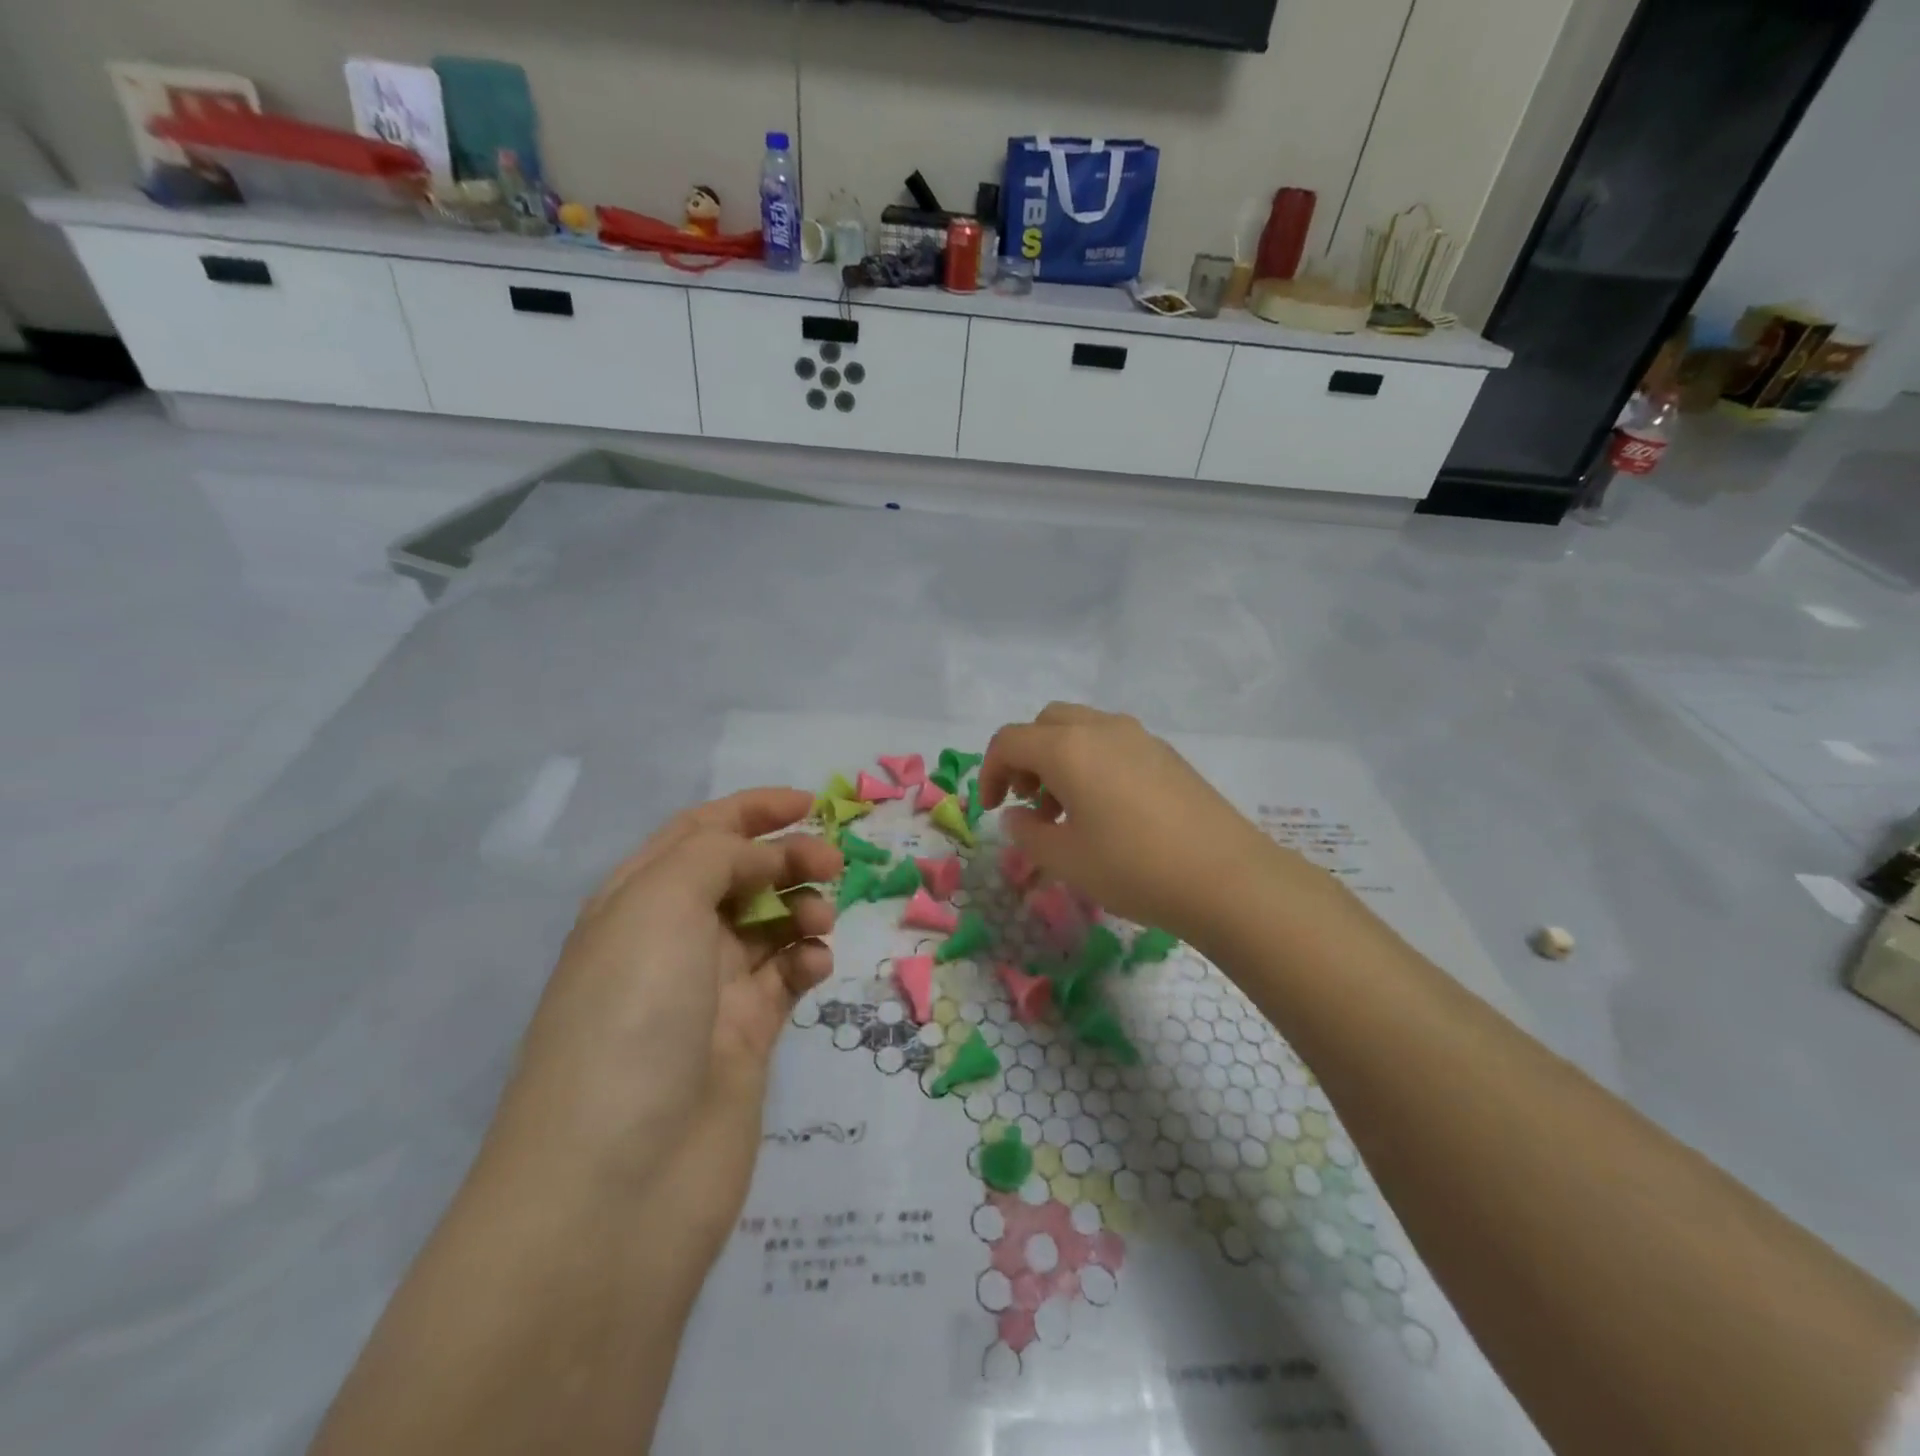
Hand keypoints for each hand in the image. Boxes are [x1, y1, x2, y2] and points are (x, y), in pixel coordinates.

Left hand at [487, 789, 841, 1249]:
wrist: (619, 1184)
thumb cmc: (631, 1017)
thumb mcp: (659, 905)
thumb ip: (717, 857)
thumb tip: (766, 858)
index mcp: (636, 902)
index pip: (699, 835)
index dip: (753, 811)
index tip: (810, 803)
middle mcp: (669, 941)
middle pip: (740, 875)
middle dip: (788, 858)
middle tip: (833, 862)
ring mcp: (708, 992)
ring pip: (768, 924)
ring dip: (801, 908)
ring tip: (820, 922)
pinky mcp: (744, 1038)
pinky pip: (785, 978)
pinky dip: (805, 961)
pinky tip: (815, 967)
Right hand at [979, 703, 1283, 942]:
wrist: (1227, 878)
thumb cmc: (1133, 867)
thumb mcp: (1065, 859)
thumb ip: (1028, 833)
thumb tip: (1017, 817)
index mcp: (1068, 748)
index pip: (1009, 741)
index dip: (989, 772)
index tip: (991, 810)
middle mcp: (1102, 729)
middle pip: (1046, 723)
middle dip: (1025, 757)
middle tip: (1028, 800)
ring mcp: (1140, 737)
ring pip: (1081, 729)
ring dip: (1059, 759)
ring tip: (1066, 811)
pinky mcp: (1167, 754)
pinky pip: (1113, 743)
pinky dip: (1092, 763)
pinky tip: (1106, 810)